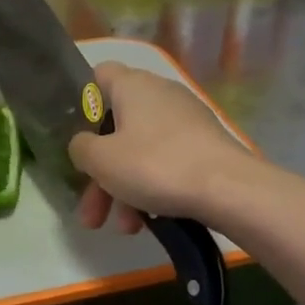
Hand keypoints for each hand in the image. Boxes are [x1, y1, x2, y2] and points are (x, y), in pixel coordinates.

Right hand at [69, 63, 259, 234]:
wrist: (229, 188)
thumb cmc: (156, 165)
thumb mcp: (102, 160)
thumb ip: (80, 148)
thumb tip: (83, 144)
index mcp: (133, 86)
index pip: (98, 76)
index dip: (81, 101)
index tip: (74, 134)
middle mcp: (160, 94)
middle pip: (116, 128)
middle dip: (100, 173)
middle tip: (91, 212)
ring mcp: (185, 120)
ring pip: (140, 151)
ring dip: (124, 189)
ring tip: (124, 228)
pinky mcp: (204, 145)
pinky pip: (166, 162)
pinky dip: (152, 188)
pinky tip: (150, 221)